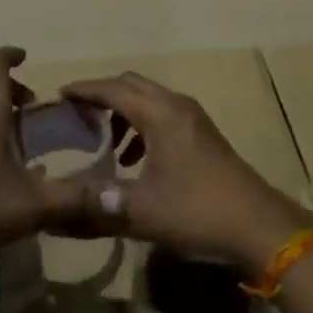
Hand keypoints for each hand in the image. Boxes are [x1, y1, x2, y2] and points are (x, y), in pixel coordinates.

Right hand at [61, 72, 312, 272]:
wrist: (259, 227)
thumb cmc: (197, 211)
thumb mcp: (141, 212)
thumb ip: (96, 206)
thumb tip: (54, 211)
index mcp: (160, 114)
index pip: (112, 89)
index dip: (83, 90)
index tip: (57, 96)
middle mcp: (177, 106)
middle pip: (131, 85)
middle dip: (102, 95)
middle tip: (75, 114)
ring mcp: (194, 119)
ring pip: (149, 99)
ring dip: (123, 111)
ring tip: (102, 138)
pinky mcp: (203, 135)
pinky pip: (163, 115)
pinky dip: (142, 125)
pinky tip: (134, 158)